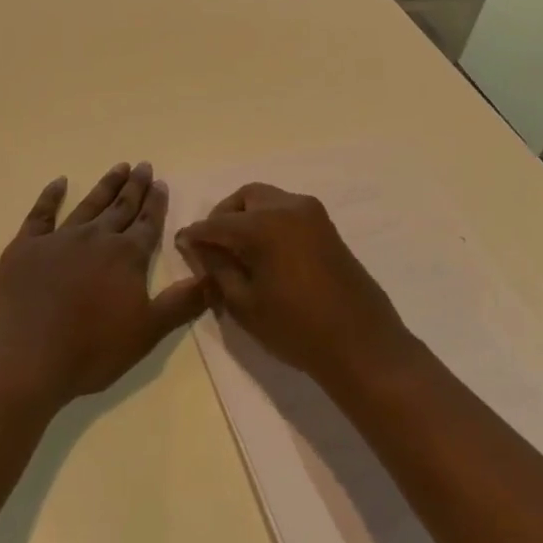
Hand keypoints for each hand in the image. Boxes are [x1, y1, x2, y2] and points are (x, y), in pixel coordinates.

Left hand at [0, 162, 207, 408]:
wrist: (26, 358)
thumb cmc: (91, 350)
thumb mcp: (147, 333)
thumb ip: (182, 303)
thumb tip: (215, 277)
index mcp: (127, 257)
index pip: (147, 223)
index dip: (156, 203)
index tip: (161, 183)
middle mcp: (97, 238)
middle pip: (121, 207)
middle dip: (135, 187)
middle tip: (144, 166)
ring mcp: (59, 239)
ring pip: (89, 204)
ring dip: (106, 185)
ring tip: (119, 167)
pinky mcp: (26, 246)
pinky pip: (41, 213)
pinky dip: (51, 196)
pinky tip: (59, 182)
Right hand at [175, 184, 413, 390]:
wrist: (361, 344)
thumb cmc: (296, 329)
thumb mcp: (244, 303)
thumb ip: (217, 268)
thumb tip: (198, 247)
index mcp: (263, 224)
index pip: (217, 223)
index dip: (196, 235)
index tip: (181, 245)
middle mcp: (287, 206)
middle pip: (244, 198)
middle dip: (223, 216)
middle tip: (212, 246)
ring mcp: (311, 213)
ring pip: (267, 200)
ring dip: (247, 216)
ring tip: (237, 251)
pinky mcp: (326, 225)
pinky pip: (287, 211)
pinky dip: (268, 221)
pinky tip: (264, 252)